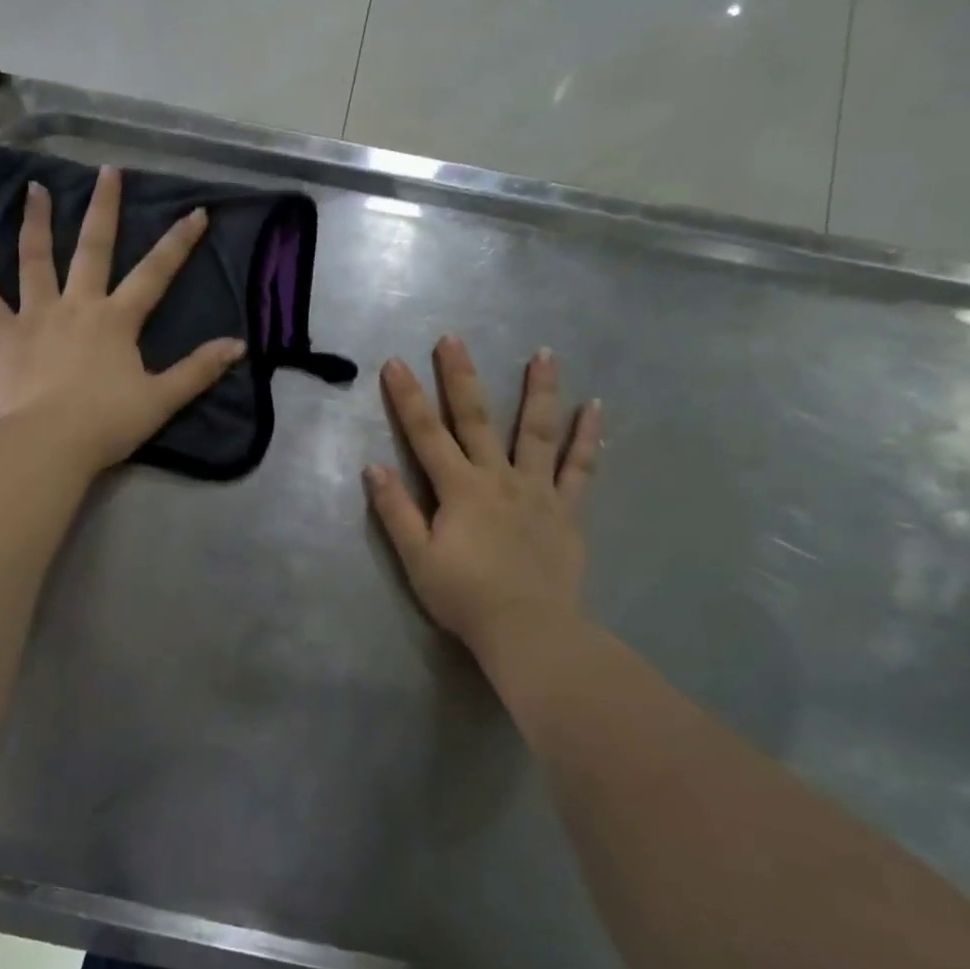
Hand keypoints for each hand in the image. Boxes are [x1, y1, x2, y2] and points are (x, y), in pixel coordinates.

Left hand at [0, 166, 246, 474]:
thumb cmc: (108, 422)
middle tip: (107, 171)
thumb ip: (198, 370)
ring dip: (35, 222)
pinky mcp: (3, 336)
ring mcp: (36, 316)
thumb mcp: (162, 399)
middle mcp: (77, 305)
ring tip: (34, 188)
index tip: (196, 211)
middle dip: (104, 208)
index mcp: (116, 319)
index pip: (154, 273)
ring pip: (35, 260)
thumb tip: (238, 345)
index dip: (178, 242)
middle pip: (93, 248)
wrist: (52, 443)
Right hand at [365, 337, 601, 663]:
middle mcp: (497, 478)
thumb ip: (396, 511)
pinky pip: (580, 468)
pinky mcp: (566, 510)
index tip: (395, 363)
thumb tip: (373, 467)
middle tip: (453, 339)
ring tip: (545, 353)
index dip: (408, 398)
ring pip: (537, 431)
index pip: (426, 435)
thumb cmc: (464, 597)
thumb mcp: (417, 558)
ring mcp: (537, 490)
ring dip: (539, 390)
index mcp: (458, 489)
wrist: (528, 629)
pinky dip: (588, 437)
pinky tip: (596, 408)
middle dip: (461, 377)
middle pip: (477, 419)